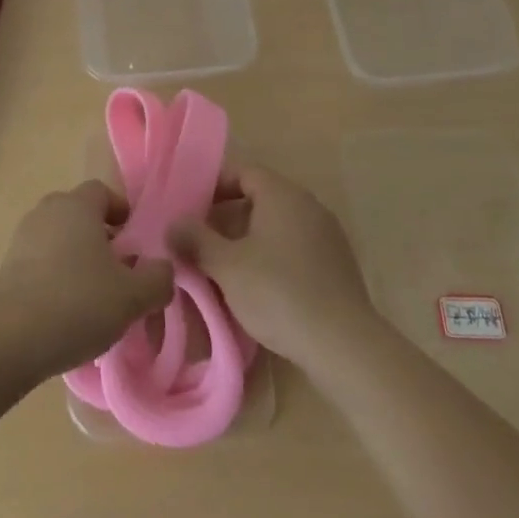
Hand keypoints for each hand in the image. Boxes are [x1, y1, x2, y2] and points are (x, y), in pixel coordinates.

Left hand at [0, 181, 174, 381]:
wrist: (9, 339)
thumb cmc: (78, 303)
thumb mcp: (133, 296)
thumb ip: (157, 278)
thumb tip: (163, 268)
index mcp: (77, 205)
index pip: (103, 192)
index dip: (122, 213)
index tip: (135, 243)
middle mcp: (47, 211)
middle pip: (79, 215)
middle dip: (100, 238)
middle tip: (119, 272)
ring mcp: (22, 238)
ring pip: (59, 240)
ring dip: (77, 260)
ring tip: (94, 299)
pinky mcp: (5, 268)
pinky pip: (40, 263)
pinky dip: (55, 278)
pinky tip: (66, 314)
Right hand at [169, 164, 376, 368]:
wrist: (344, 346)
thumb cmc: (279, 293)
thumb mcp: (226, 266)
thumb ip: (196, 240)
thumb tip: (174, 224)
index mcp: (282, 194)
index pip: (242, 172)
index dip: (213, 186)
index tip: (190, 209)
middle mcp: (308, 205)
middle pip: (259, 198)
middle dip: (227, 217)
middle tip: (200, 241)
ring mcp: (327, 235)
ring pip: (277, 226)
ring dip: (248, 240)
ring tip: (223, 268)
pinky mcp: (337, 265)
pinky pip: (295, 248)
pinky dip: (272, 258)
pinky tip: (258, 288)